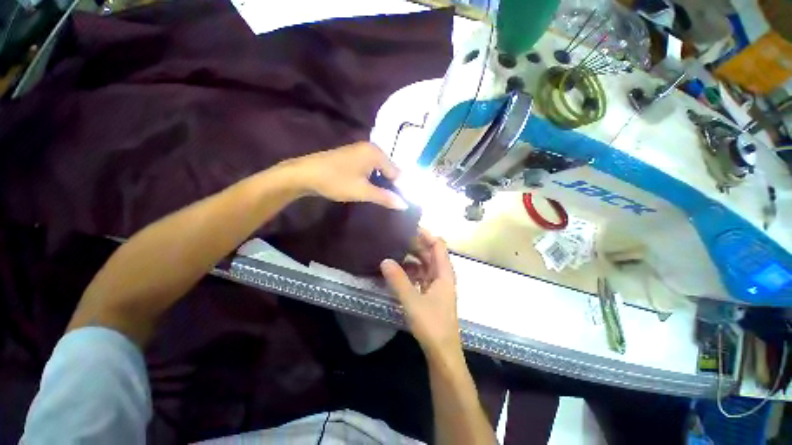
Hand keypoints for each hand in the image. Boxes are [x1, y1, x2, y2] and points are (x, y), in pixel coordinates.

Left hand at [284, 142, 407, 209]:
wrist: (305, 174)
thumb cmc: (337, 181)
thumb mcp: (363, 191)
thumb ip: (385, 197)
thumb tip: (405, 205)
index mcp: (376, 153)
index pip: (397, 172)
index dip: (398, 188)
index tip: (395, 202)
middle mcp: (371, 147)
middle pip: (388, 169)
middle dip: (389, 184)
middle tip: (385, 200)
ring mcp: (360, 150)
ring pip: (378, 168)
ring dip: (379, 182)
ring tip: (376, 195)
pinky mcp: (352, 155)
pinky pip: (369, 166)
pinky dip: (371, 177)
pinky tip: (365, 186)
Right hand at [381, 230, 460, 358]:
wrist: (442, 353)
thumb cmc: (432, 325)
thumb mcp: (412, 301)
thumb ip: (398, 280)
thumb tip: (385, 260)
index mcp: (444, 273)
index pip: (438, 245)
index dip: (426, 234)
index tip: (408, 228)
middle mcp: (442, 276)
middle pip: (430, 254)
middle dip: (415, 245)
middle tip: (396, 239)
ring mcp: (437, 285)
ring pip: (425, 265)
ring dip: (412, 259)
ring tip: (394, 252)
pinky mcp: (431, 294)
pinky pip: (421, 276)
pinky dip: (411, 272)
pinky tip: (398, 273)